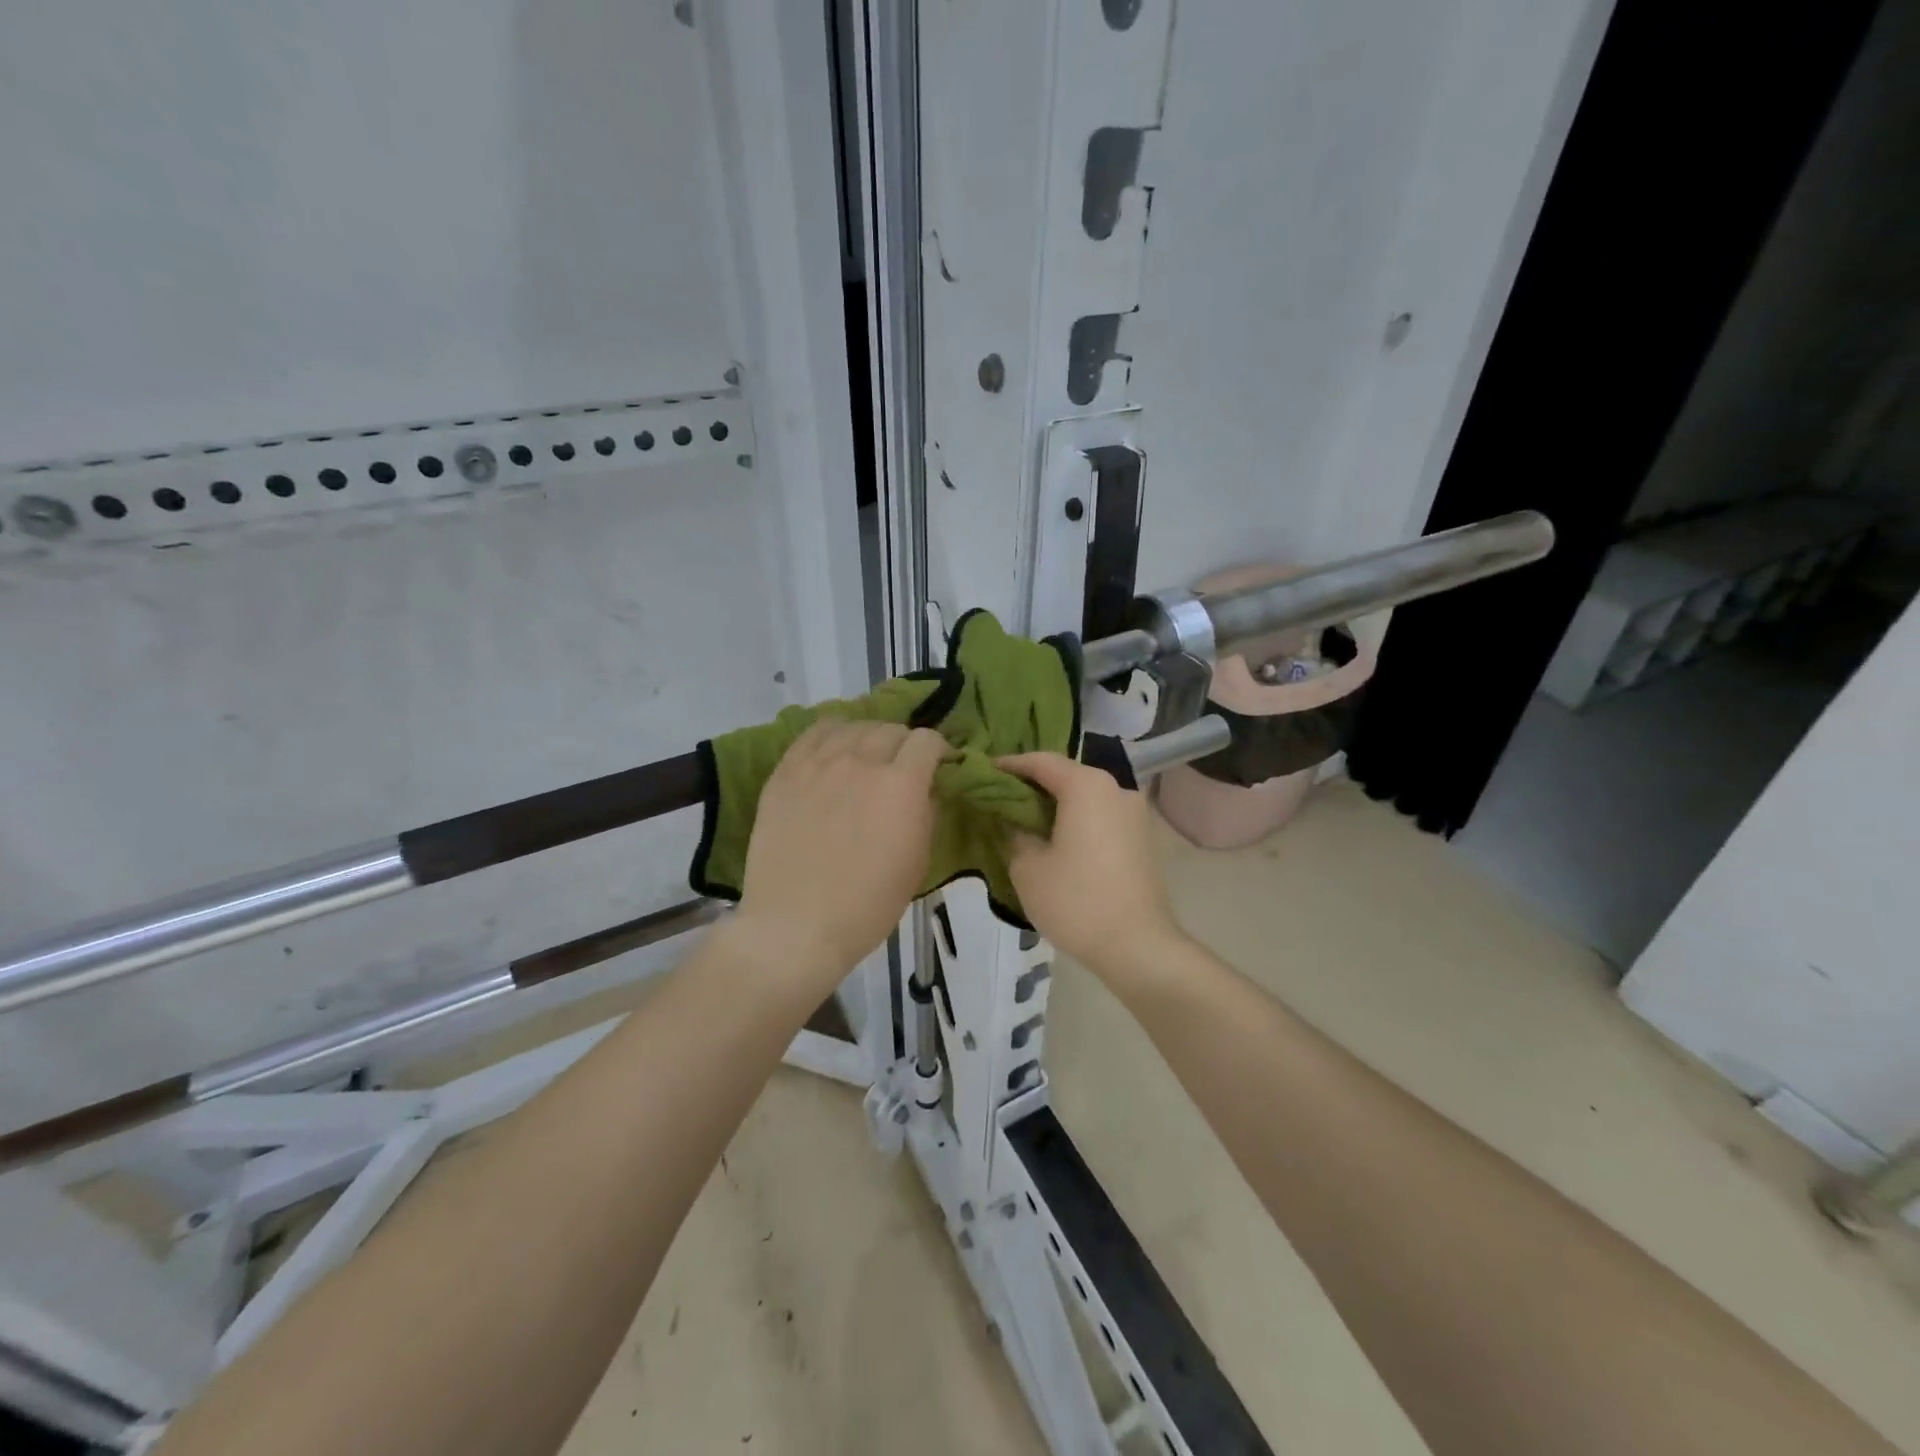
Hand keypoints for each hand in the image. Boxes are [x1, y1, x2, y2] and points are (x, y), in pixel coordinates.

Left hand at [736, 719, 947, 988]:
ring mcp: (818, 763)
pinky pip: (813, 733)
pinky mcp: (786, 771)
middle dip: (905, 744)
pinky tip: (834, 749)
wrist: (797, 924)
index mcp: (901, 784)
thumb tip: (924, 790)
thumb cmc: (868, 904)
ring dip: (869, 737)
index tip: (939, 766)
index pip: (927, 740)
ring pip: (853, 726)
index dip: (939, 750)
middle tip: (903, 768)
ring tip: (867, 757)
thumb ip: (926, 814)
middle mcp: (861, 761)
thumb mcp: (917, 862)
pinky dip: (832, 733)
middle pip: (891, 729)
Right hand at [999, 752, 1183, 976]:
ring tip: (1025, 820)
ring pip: (1085, 797)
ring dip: (1055, 804)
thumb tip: (1013, 820)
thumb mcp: (1027, 867)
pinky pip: (1101, 816)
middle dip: (1032, 784)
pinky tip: (1056, 840)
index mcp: (1086, 786)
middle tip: (999, 798)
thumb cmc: (1076, 901)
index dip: (1009, 765)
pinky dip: (1076, 820)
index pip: (1040, 761)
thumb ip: (1014, 832)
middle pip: (1066, 775)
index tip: (983, 774)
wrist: (1138, 947)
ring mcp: (1134, 813)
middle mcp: (1115, 788)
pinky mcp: (1142, 838)